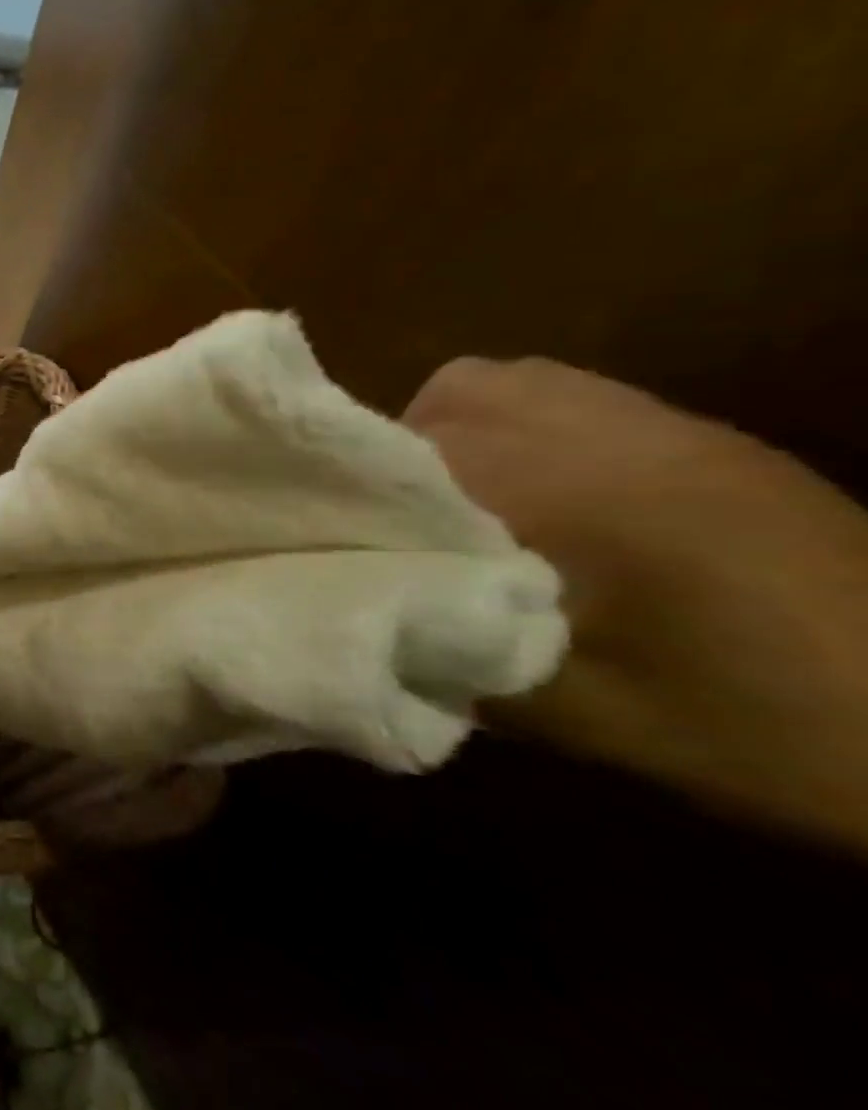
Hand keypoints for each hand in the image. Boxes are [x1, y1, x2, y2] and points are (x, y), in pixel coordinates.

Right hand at [405, 356, 867, 851]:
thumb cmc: (769, 726)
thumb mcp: (584, 717)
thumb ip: (456, 654)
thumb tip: (363, 621)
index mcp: (575, 492)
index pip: (413, 453)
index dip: (359, 488)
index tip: (340, 536)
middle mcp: (605, 431)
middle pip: (447, 399)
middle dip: (401, 458)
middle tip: (401, 528)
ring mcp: (658, 421)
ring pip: (499, 382)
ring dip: (455, 433)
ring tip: (457, 503)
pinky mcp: (697, 432)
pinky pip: (560, 391)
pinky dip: (514, 426)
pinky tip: (534, 493)